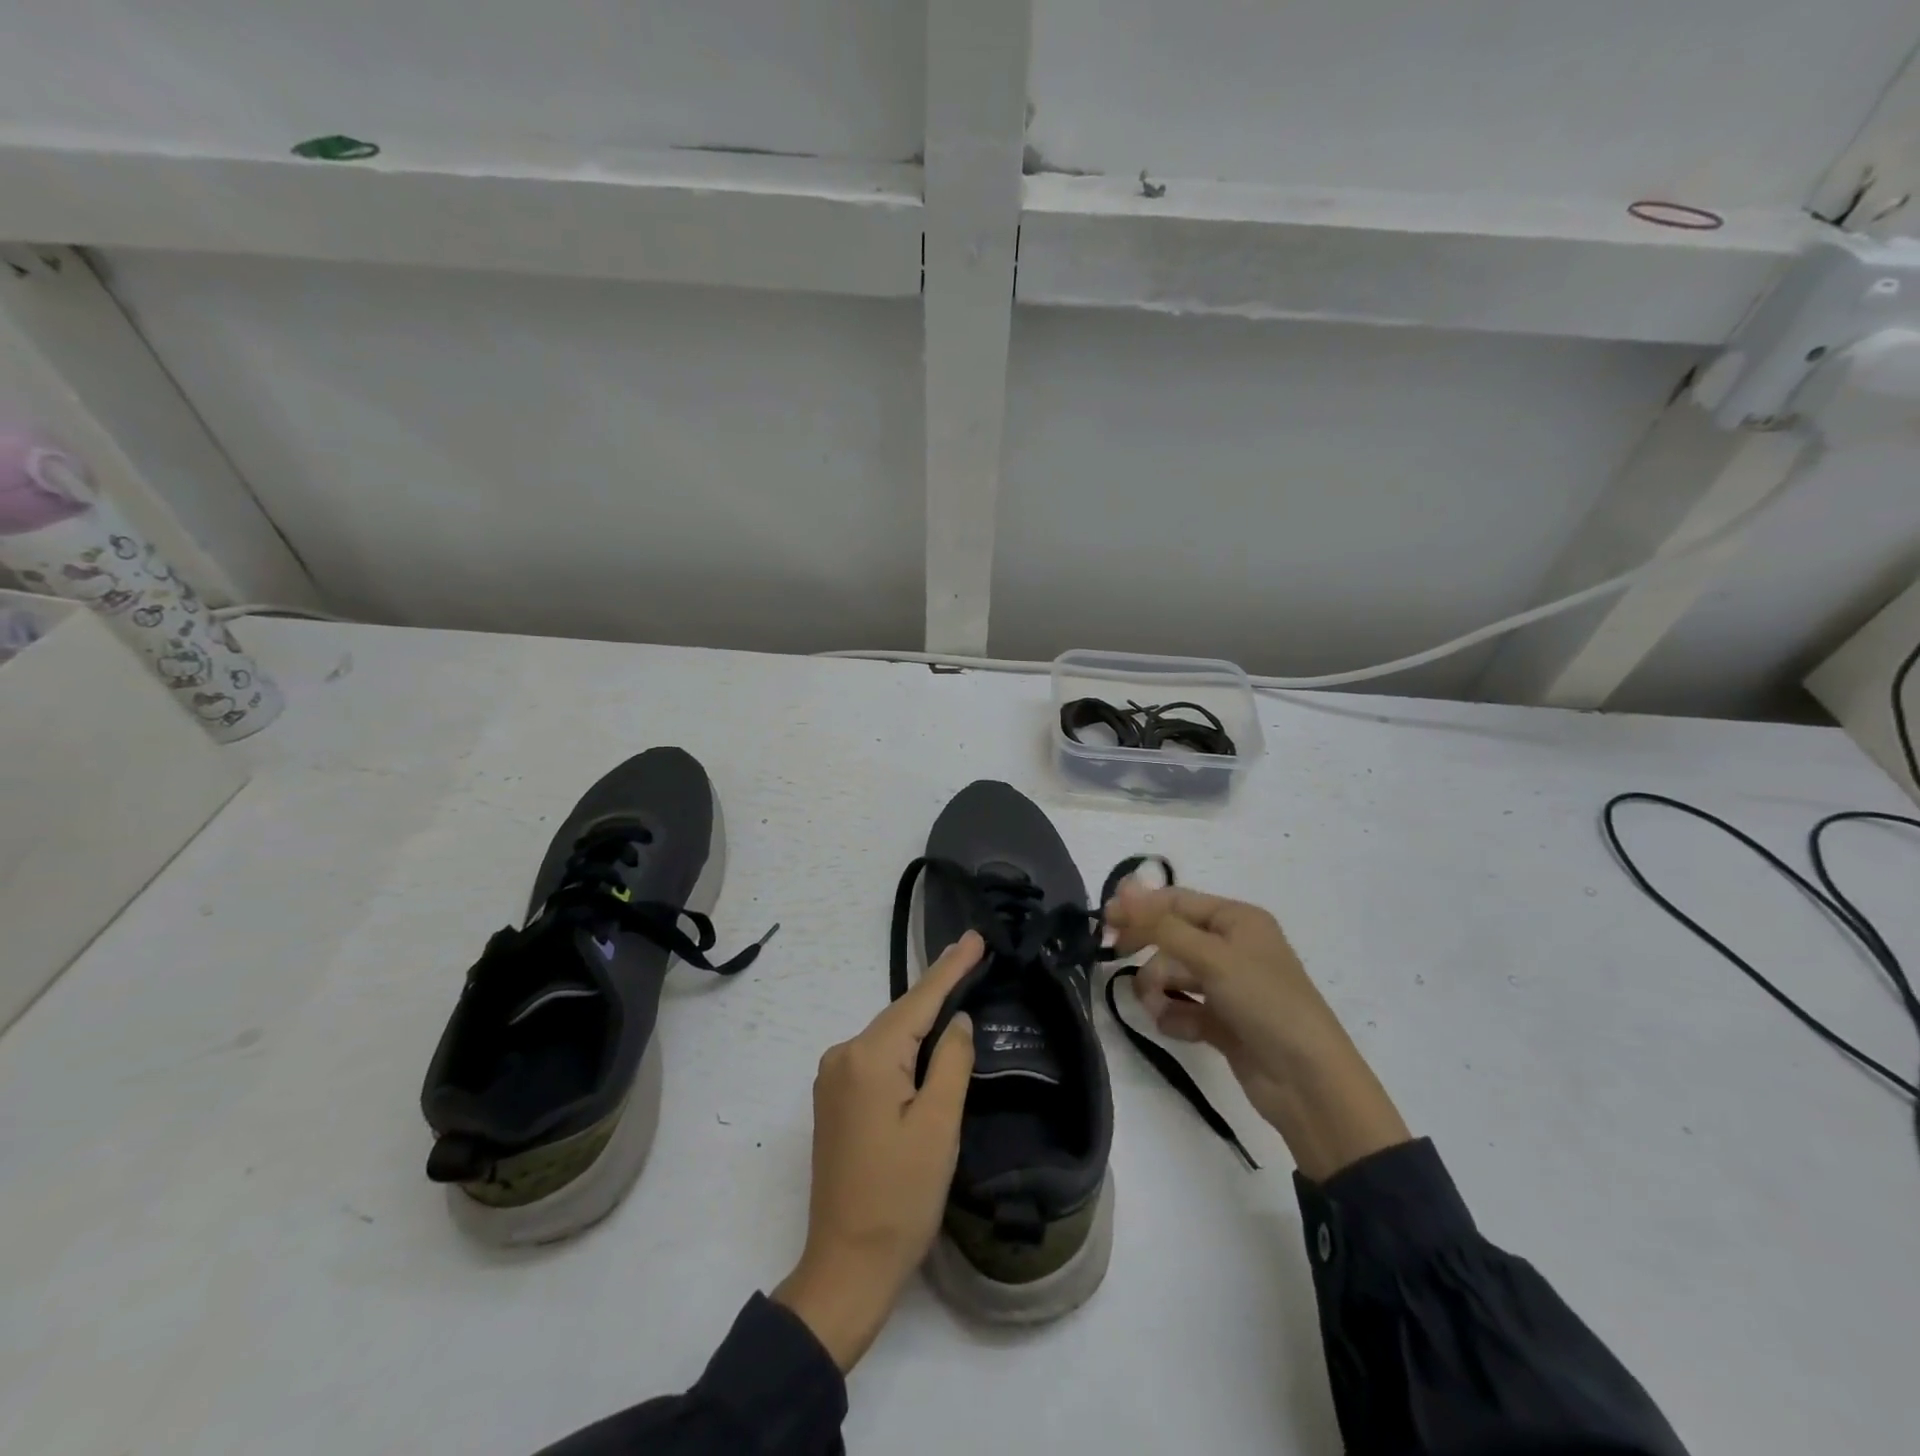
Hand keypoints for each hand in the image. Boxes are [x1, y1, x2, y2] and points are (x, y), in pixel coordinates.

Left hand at [773, 931, 980, 1369]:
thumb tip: (957, 1021)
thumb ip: (951, 1062)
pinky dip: (905, 1043)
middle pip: (901, 1014)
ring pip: (889, 1035)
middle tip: (974, 956)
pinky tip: (927, 1036)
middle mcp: (842, 1056)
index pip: (919, 1000)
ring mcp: (833, 1078)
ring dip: (923, 1017)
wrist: (846, 1266)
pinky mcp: (835, 1099)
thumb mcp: (939, 1126)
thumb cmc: (900, 1198)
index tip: (975, 937)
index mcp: (868, 1057)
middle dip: (938, 988)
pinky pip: (877, 1056)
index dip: (950, 968)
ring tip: (958, 986)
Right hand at [1106, 884, 1408, 1181]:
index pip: (1177, 901)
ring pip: (1172, 974)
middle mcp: (1231, 947)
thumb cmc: (1265, 1004)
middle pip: (1171, 937)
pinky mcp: (1222, 1022)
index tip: (1104, 920)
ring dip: (1158, 989)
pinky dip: (1174, 1016)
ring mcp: (1227, 986)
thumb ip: (1162, 925)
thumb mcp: (1212, 957)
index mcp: (1236, 920)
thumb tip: (1124, 889)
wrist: (1309, 1084)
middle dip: (1148, 950)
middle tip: (1114, 955)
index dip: (1140, 907)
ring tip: (1158, 1009)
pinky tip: (1178, 1029)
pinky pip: (1182, 1007)